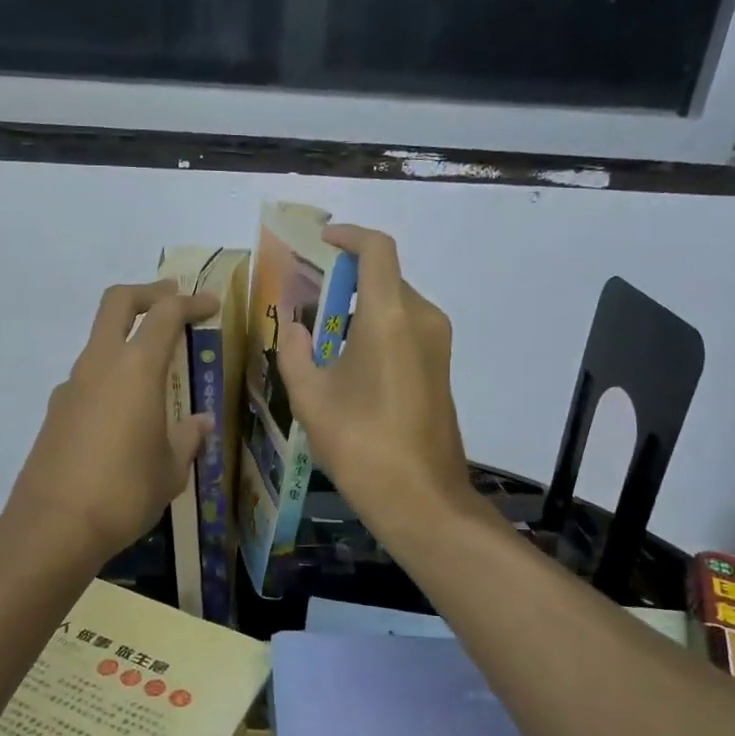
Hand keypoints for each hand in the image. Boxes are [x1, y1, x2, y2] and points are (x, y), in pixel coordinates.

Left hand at [5, 279, 218, 564]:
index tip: (210, 305)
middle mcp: (99, 365)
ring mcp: (71, 386)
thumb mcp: (170, 469)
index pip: (165, 315)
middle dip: (148, 293)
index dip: (190, 302)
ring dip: (125, 338)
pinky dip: (110, 376)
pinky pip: (87, 378)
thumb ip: (187, 439)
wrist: (54, 526)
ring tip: (154, 367)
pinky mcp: (55, 411)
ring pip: (99, 341)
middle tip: (172, 298)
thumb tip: (200, 423)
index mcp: (136, 369)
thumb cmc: (124, 492)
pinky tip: (124, 413)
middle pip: (117, 303)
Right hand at [278, 226, 477, 543]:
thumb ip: (295, 351)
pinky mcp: (440, 368)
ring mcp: (437, 344)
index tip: (322, 242)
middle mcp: (422, 319)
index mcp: (390, 316)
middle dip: (345, 280)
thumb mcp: (311, 398)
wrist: (421, 498)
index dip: (349, 236)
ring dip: (359, 308)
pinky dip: (376, 329)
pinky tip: (347, 362)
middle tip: (306, 298)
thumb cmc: (360, 443)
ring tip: (320, 334)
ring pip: (395, 305)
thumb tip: (294, 326)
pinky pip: (406, 330)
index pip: (376, 250)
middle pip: (384, 278)